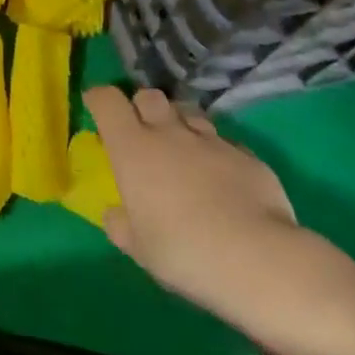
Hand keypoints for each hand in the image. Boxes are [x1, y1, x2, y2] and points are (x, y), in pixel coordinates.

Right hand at [87, 86, 302, 316]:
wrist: (257, 259)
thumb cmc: (182, 251)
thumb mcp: (137, 247)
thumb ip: (120, 224)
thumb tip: (116, 213)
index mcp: (132, 148)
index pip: (107, 100)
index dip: (99, 99)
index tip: (96, 107)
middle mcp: (169, 133)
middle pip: (149, 96)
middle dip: (141, 106)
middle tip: (142, 132)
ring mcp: (211, 141)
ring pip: (189, 113)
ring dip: (180, 124)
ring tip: (183, 150)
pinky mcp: (247, 155)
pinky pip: (224, 142)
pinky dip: (216, 152)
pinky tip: (222, 179)